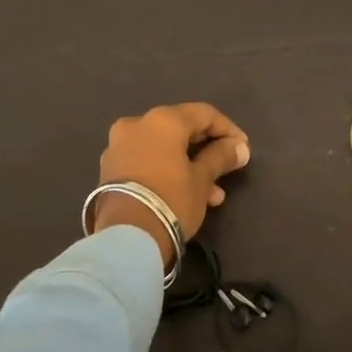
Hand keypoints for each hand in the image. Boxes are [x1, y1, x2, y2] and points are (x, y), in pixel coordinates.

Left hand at [94, 103, 250, 260]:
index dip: (227, 129)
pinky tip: (187, 195)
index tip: (242, 148)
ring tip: (213, 193)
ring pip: (163, 148)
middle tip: (227, 167)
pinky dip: (167, 171)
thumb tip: (239, 147)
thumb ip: (221, 157)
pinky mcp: (109, 170)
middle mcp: (136, 125)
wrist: (126, 237)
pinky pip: (147, 161)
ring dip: (189, 165)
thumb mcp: (202, 180)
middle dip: (206, 149)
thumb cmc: (171, 200)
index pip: (203, 114)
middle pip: (180, 129)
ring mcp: (118, 147)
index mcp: (162, 120)